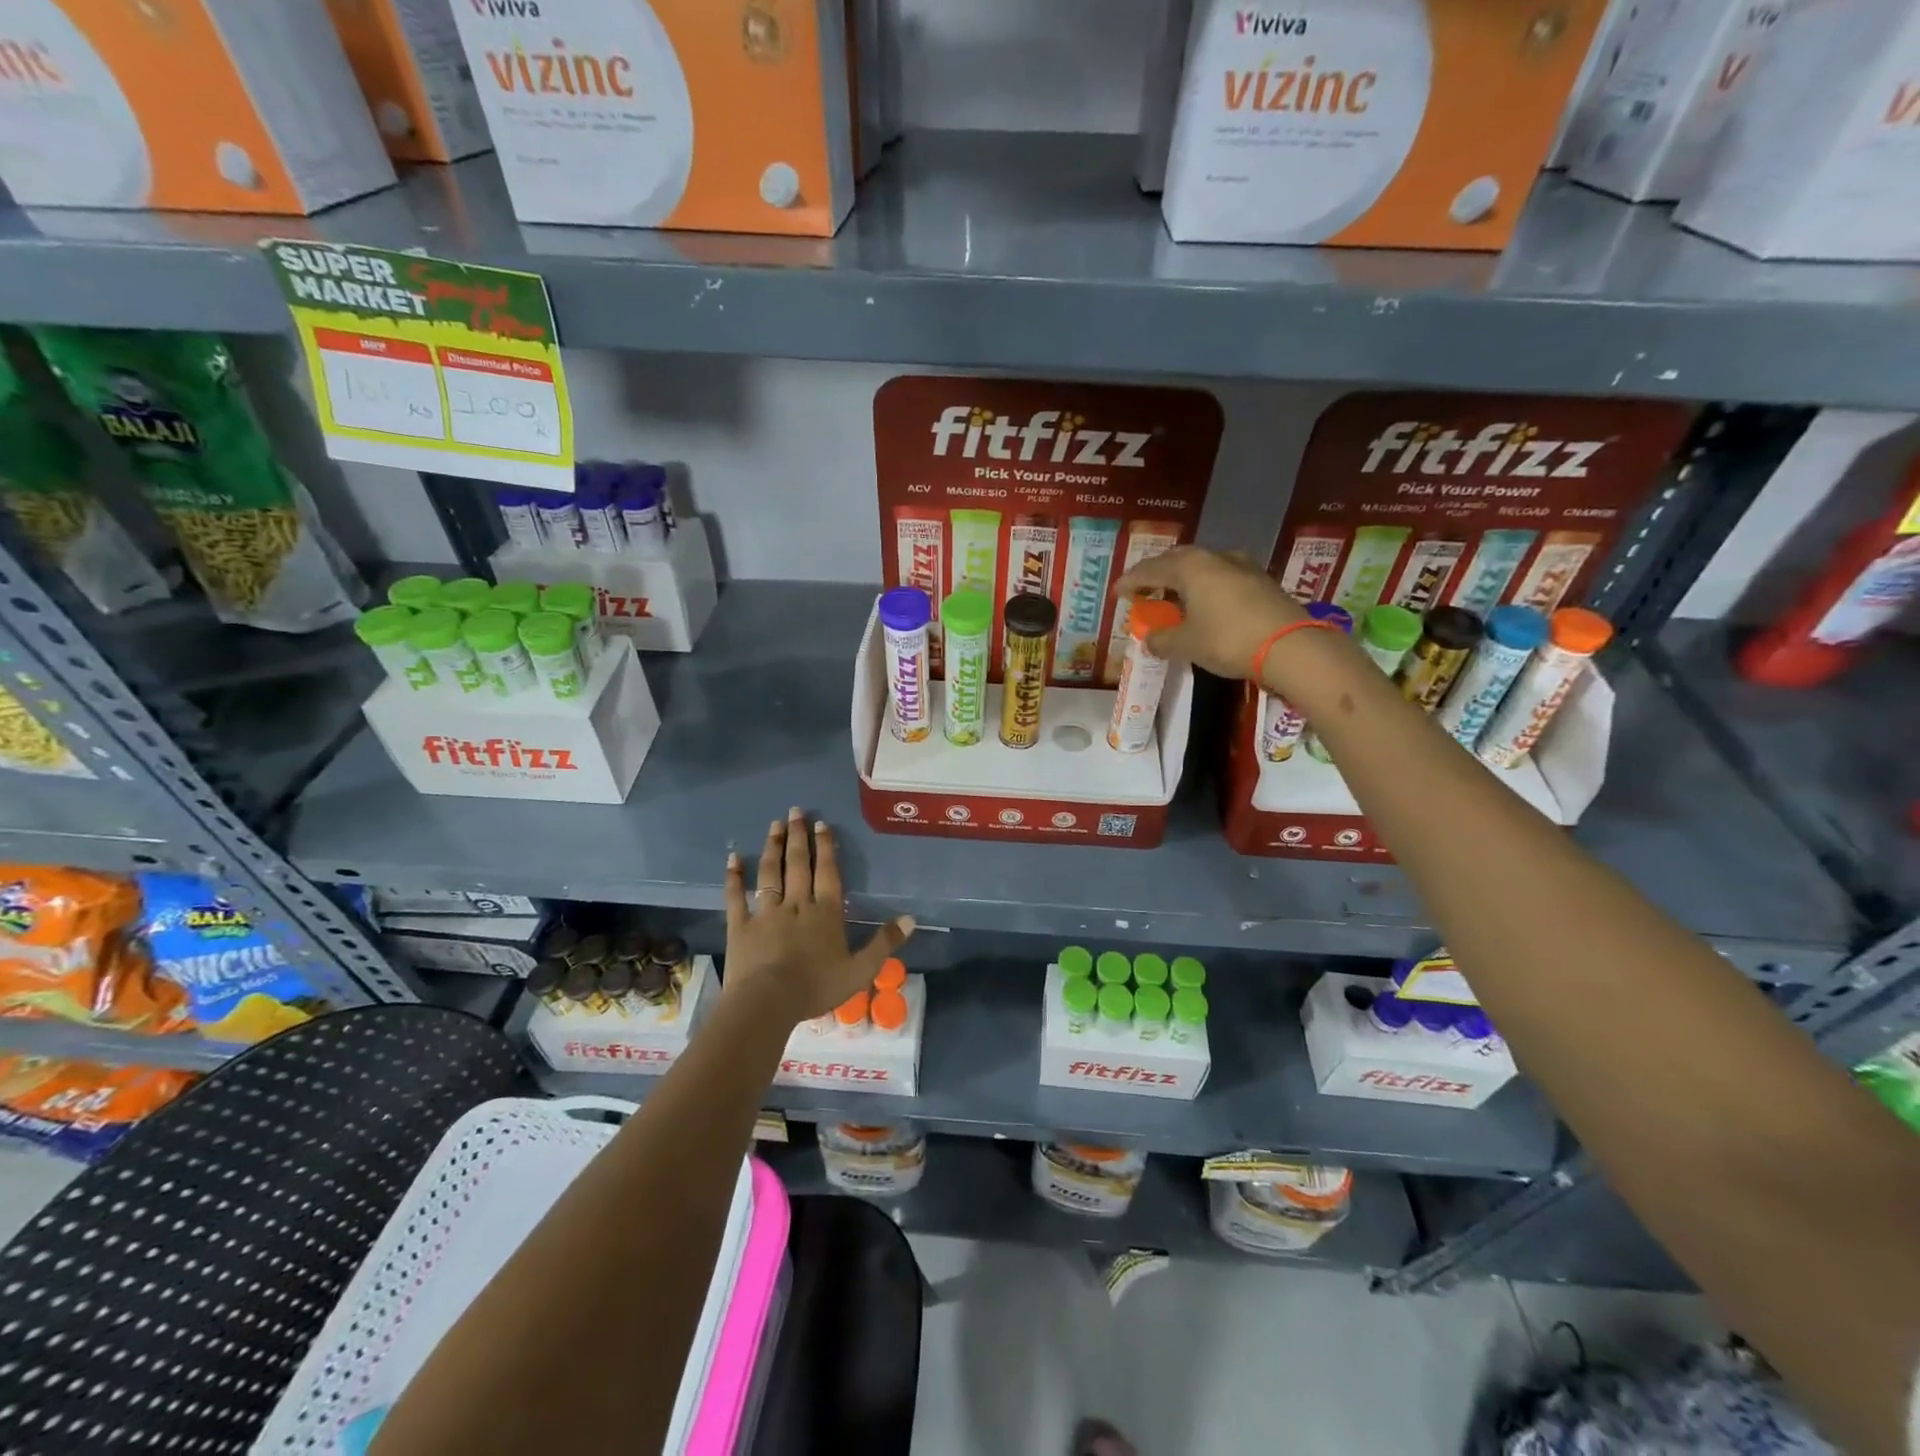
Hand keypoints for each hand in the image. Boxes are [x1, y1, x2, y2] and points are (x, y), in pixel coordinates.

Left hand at [722, 807, 914, 1024]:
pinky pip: (737, 896)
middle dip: (798, 836)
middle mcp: (796, 904)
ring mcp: (766, 912)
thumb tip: (910, 918)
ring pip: (770, 873)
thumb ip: (884, 943)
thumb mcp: (860, 971)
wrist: (767, 1003)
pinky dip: (734, 876)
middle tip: (795, 811)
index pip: (827, 872)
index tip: (821, 824)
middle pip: (797, 864)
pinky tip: (733, 858)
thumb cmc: (816, 987)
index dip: (825, 847)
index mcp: (825, 913)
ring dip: (772, 847)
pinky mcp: (741, 925)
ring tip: (774, 825)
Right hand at [1115, 546, 1306, 681]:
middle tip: (1143, 589)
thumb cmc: (1228, 639)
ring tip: (1174, 596)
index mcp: (1190, 566)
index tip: (1117, 592)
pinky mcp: (1261, 582)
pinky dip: (1206, 588)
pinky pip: (1222, 578)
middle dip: (1158, 574)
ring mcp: (1242, 567)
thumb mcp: (1187, 644)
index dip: (1131, 581)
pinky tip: (1205, 603)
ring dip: (1184, 580)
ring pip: (1203, 567)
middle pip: (1178, 561)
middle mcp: (1215, 558)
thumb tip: (1151, 639)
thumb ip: (1163, 640)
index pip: (1151, 569)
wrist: (1291, 646)